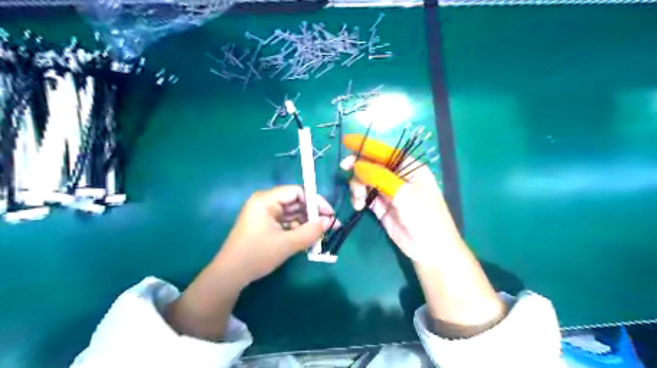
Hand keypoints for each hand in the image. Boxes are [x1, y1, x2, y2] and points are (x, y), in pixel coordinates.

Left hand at [216, 185, 334, 285]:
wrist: (230, 276)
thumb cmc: (257, 255)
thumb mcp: (287, 244)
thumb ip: (311, 231)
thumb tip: (330, 221)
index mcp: (266, 200)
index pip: (297, 192)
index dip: (315, 201)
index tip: (329, 214)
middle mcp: (265, 203)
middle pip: (295, 202)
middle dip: (313, 214)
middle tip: (329, 226)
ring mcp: (264, 215)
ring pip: (292, 214)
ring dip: (306, 223)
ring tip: (321, 235)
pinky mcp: (265, 226)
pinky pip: (286, 223)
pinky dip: (297, 229)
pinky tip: (308, 239)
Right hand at [344, 134, 503, 334]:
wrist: (429, 248)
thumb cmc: (424, 217)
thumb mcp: (404, 194)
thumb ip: (380, 178)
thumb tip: (357, 165)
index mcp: (409, 167)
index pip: (384, 152)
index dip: (366, 145)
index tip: (347, 142)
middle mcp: (397, 176)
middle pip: (372, 164)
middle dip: (358, 166)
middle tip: (344, 168)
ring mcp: (388, 191)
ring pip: (365, 180)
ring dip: (357, 185)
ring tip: (358, 199)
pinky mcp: (381, 206)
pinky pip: (364, 195)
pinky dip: (358, 197)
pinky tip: (358, 205)